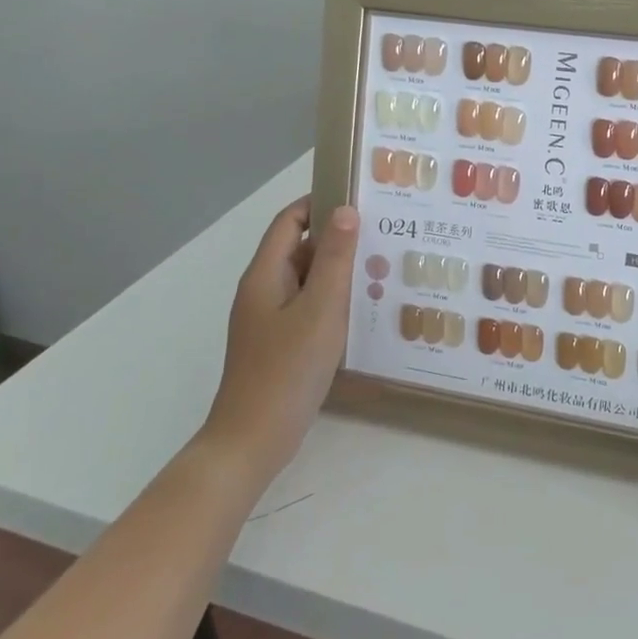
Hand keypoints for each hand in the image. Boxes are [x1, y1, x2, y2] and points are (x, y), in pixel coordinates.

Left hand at [203, 197, 358, 478]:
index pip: (290, 221)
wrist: (253, 439)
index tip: (360, 198)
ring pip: (307, 281)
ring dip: (339, 272)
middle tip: (384, 235)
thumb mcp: (319, 310)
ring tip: (383, 269)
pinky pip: (309, 308)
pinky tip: (363, 310)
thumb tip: (346, 211)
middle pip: (300, 249)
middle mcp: (263, 290)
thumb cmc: (287, 370)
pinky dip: (333, 300)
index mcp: (265, 275)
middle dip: (338, 239)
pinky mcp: (280, 343)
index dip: (319, 203)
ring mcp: (270, 319)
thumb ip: (335, 260)